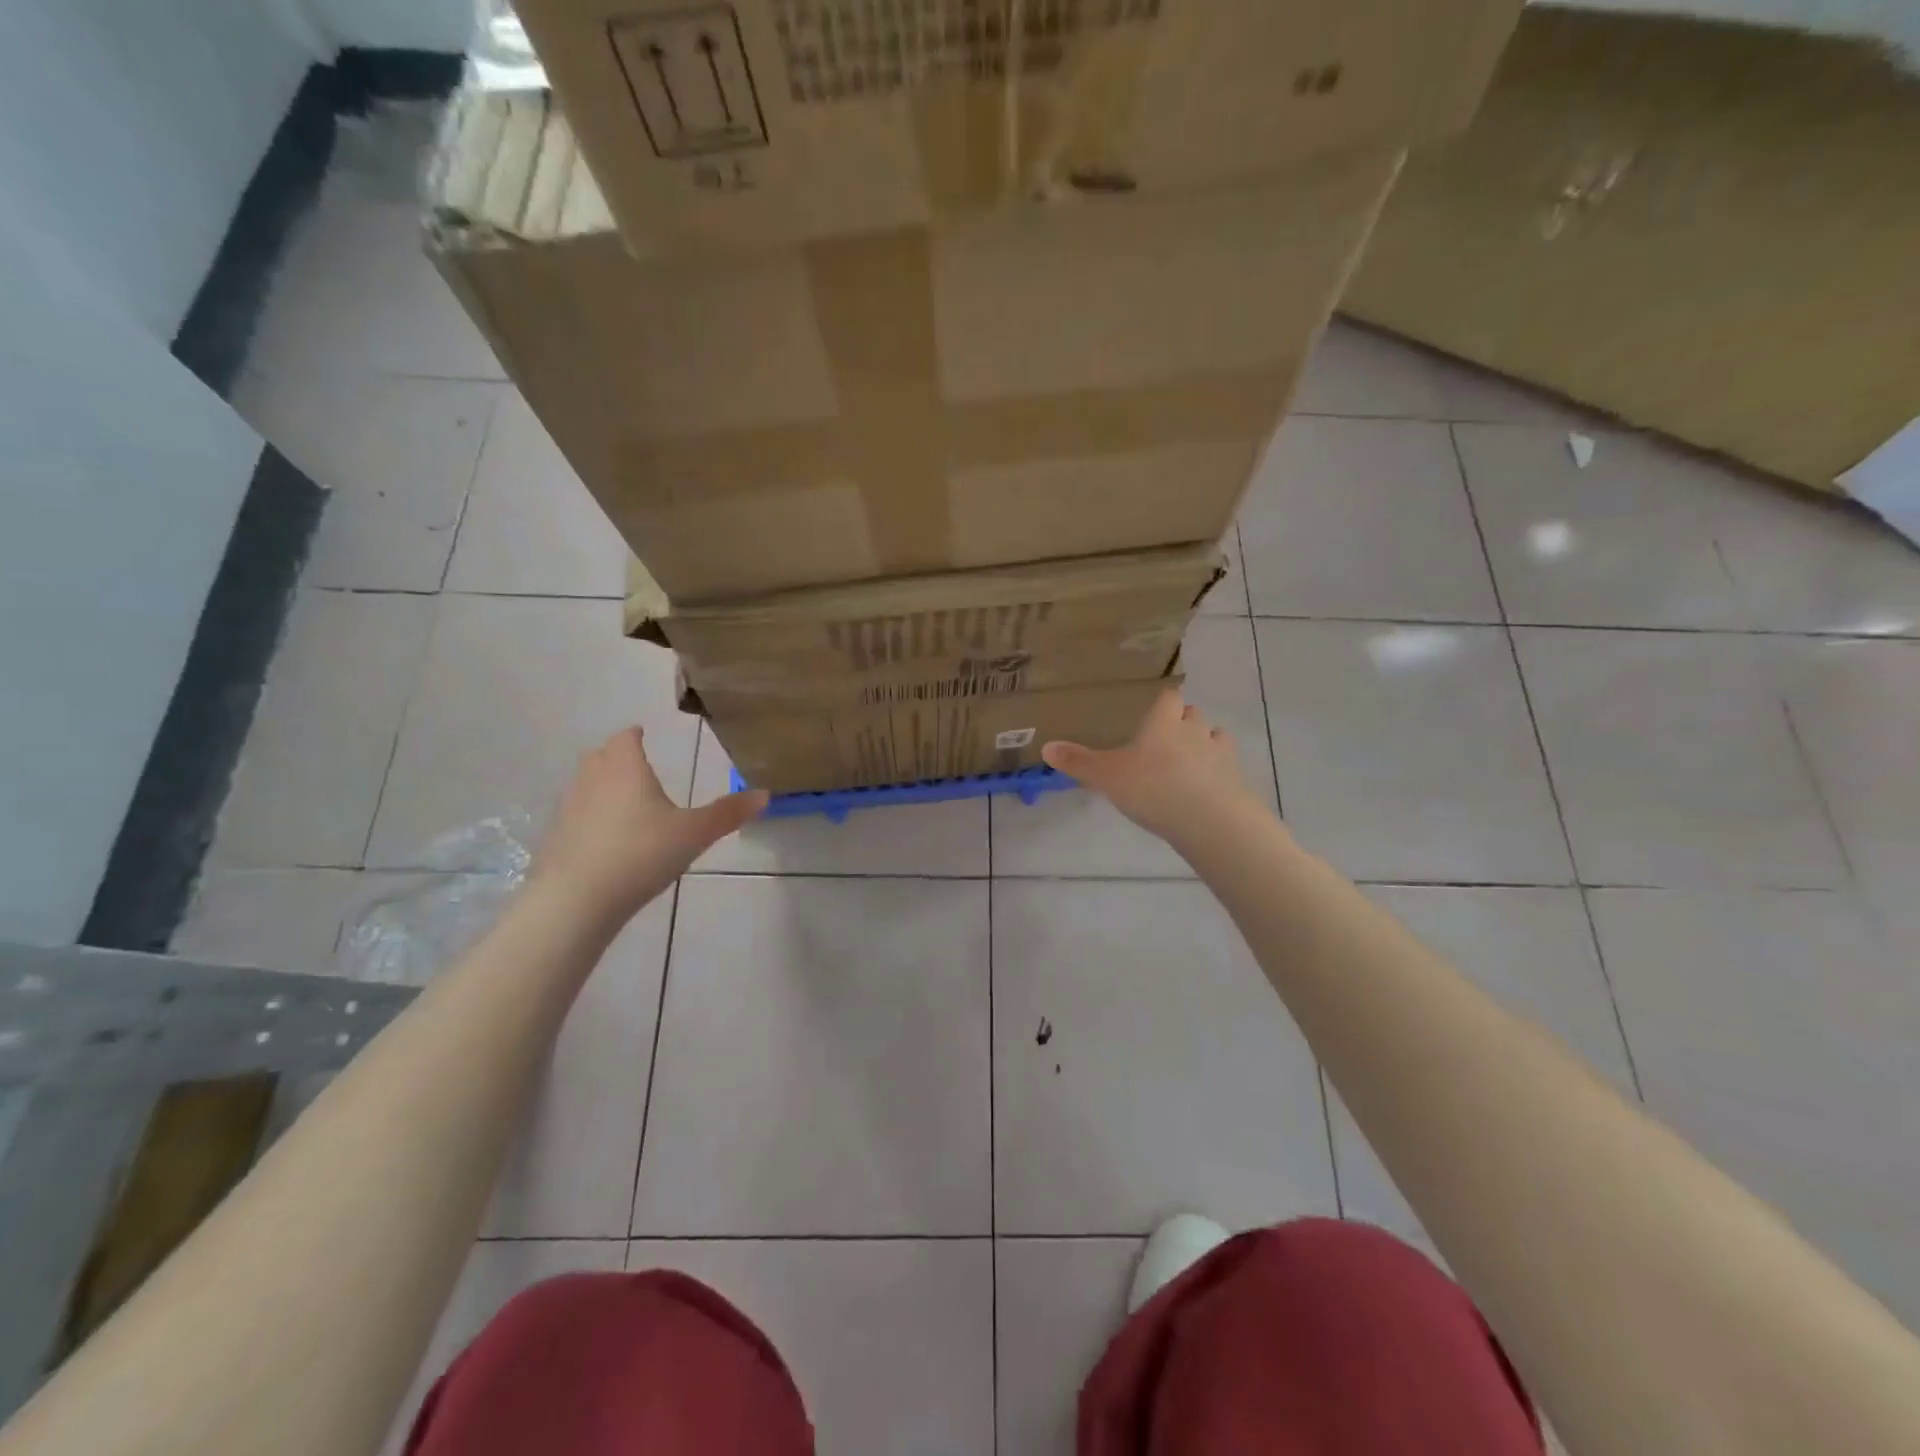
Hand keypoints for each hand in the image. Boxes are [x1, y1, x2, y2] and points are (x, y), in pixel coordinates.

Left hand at [531, 727, 766, 921]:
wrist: (577, 899)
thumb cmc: (641, 853)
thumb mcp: (694, 833)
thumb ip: (728, 813)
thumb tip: (764, 794)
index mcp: (625, 769)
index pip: (625, 738)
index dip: (634, 736)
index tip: (643, 736)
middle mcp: (592, 780)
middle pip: (600, 756)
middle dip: (617, 757)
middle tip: (638, 767)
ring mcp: (569, 809)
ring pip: (585, 785)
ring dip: (602, 787)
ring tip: (626, 803)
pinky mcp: (556, 839)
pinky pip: (576, 817)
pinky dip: (591, 818)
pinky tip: (608, 840)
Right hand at [1042, 687, 1263, 846]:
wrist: (1208, 819)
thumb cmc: (1152, 788)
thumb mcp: (1106, 776)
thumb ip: (1077, 762)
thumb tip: (1046, 747)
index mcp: (1163, 722)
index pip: (1169, 697)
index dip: (1163, 704)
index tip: (1154, 714)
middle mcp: (1194, 729)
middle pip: (1192, 714)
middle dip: (1182, 723)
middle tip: (1165, 742)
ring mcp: (1219, 753)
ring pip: (1214, 737)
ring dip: (1204, 745)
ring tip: (1188, 765)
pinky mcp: (1236, 778)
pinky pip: (1227, 767)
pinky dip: (1217, 773)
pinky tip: (1206, 789)